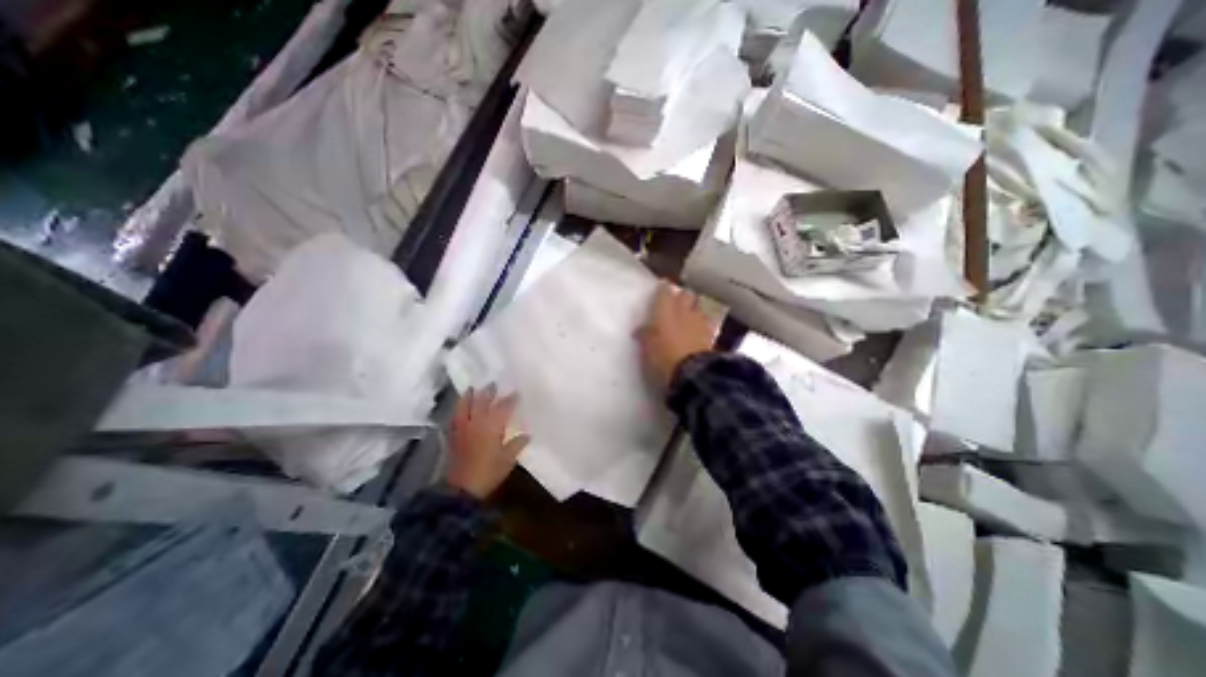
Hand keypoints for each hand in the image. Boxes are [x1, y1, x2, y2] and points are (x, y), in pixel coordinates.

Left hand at [447, 383, 528, 499]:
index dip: (511, 399)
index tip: (517, 392)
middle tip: (494, 384)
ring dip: (470, 396)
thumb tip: (527, 434)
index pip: (504, 407)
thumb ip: (517, 444)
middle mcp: (477, 422)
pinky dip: (459, 409)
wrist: (462, 489)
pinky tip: (461, 408)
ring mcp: (463, 428)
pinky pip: (455, 417)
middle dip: (489, 392)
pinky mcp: (453, 435)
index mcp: (492, 426)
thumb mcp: (508, 459)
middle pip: (482, 401)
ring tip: (473, 389)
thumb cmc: (489, 472)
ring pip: (465, 406)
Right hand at [633, 280, 712, 390]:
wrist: (692, 373)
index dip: (662, 288)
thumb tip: (640, 330)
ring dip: (693, 308)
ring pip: (699, 305)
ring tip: (688, 316)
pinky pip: (707, 321)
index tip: (660, 289)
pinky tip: (698, 330)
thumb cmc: (663, 357)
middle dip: (681, 295)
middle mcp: (684, 310)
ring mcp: (699, 321)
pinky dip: (702, 323)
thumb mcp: (647, 348)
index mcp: (665, 310)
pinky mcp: (711, 334)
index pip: (664, 290)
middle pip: (686, 293)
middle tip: (675, 303)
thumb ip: (645, 335)